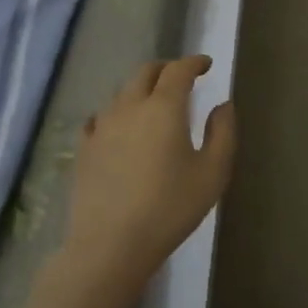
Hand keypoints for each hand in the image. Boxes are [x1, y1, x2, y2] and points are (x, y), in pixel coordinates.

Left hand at [63, 56, 236, 299]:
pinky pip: (99, 118)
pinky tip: (118, 126)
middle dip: (166, 68)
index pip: (179, 69)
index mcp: (164, 107)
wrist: (111, 245)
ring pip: (121, 93)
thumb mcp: (213, 172)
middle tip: (182, 77)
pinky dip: (115, 112)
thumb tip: (223, 104)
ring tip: (153, 102)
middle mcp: (130, 107)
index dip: (194, 62)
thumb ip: (223, 132)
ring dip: (141, 89)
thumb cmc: (170, 208)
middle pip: (146, 72)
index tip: (206, 64)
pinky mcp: (84, 149)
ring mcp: (102, 127)